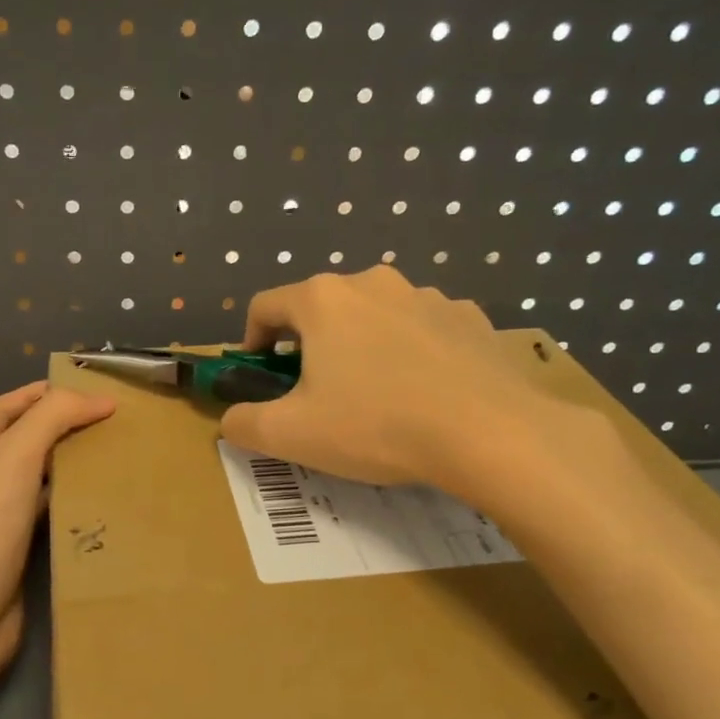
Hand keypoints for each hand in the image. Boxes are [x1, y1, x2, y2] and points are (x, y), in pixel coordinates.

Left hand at [0, 382, 114, 672]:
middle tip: (111, 422)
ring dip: (72, 461)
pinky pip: (50, 510)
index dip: (45, 392)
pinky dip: (73, 499)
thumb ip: (55, 416)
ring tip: (115, 454)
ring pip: (41, 474)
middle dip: (65, 424)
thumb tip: (102, 399)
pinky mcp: (18, 546)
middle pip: (27, 436)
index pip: (10, 404)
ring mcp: (1, 512)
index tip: (90, 390)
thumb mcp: (18, 454)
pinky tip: (101, 499)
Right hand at [219, 266, 612, 515]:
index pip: (265, 306)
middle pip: (321, 308)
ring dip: (360, 346)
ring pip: (373, 316)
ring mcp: (426, 296)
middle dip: (309, 345)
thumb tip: (230, 421)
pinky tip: (423, 392)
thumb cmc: (375, 425)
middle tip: (316, 393)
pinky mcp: (469, 317)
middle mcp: (372, 283)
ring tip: (374, 396)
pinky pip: (422, 329)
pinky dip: (410, 352)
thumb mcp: (291, 435)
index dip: (251, 340)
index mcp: (322, 301)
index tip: (260, 374)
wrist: (489, 433)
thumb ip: (244, 425)